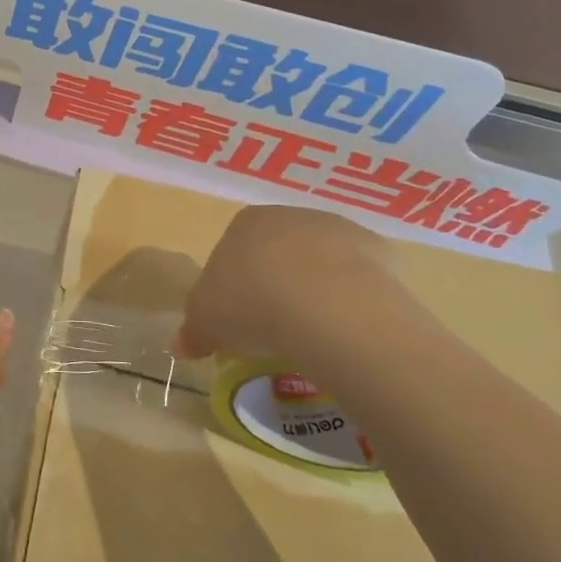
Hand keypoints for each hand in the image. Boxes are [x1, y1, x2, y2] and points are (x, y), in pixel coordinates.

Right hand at [174, 207, 408, 372]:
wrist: (327, 306)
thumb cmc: (251, 303)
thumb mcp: (206, 322)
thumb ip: (193, 330)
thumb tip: (182, 345)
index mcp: (244, 223)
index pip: (232, 250)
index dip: (232, 286)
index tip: (237, 319)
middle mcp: (290, 216)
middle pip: (278, 252)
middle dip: (276, 284)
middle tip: (273, 329)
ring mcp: (338, 230)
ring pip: (320, 264)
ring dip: (316, 290)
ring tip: (314, 335)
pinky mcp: (379, 252)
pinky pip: (358, 281)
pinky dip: (352, 301)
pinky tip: (347, 330)